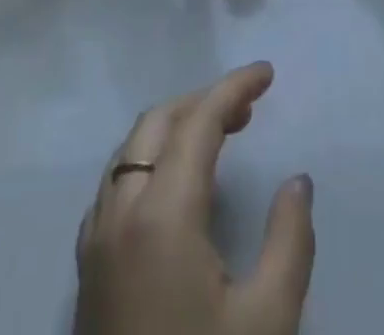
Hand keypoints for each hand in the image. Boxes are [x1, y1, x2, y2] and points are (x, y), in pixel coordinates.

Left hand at [74, 62, 314, 334]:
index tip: (268, 73)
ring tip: (219, 138)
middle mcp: (119, 213)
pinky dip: (148, 161)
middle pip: (156, 124)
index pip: (198, 122)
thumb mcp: (268, 322)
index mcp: (161, 214)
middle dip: (203, 101)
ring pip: (129, 151)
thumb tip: (297, 182)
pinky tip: (176, 188)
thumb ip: (290, 241)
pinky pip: (114, 186)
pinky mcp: (86, 273)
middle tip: (249, 107)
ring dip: (174, 128)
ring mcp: (94, 243)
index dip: (234, 88)